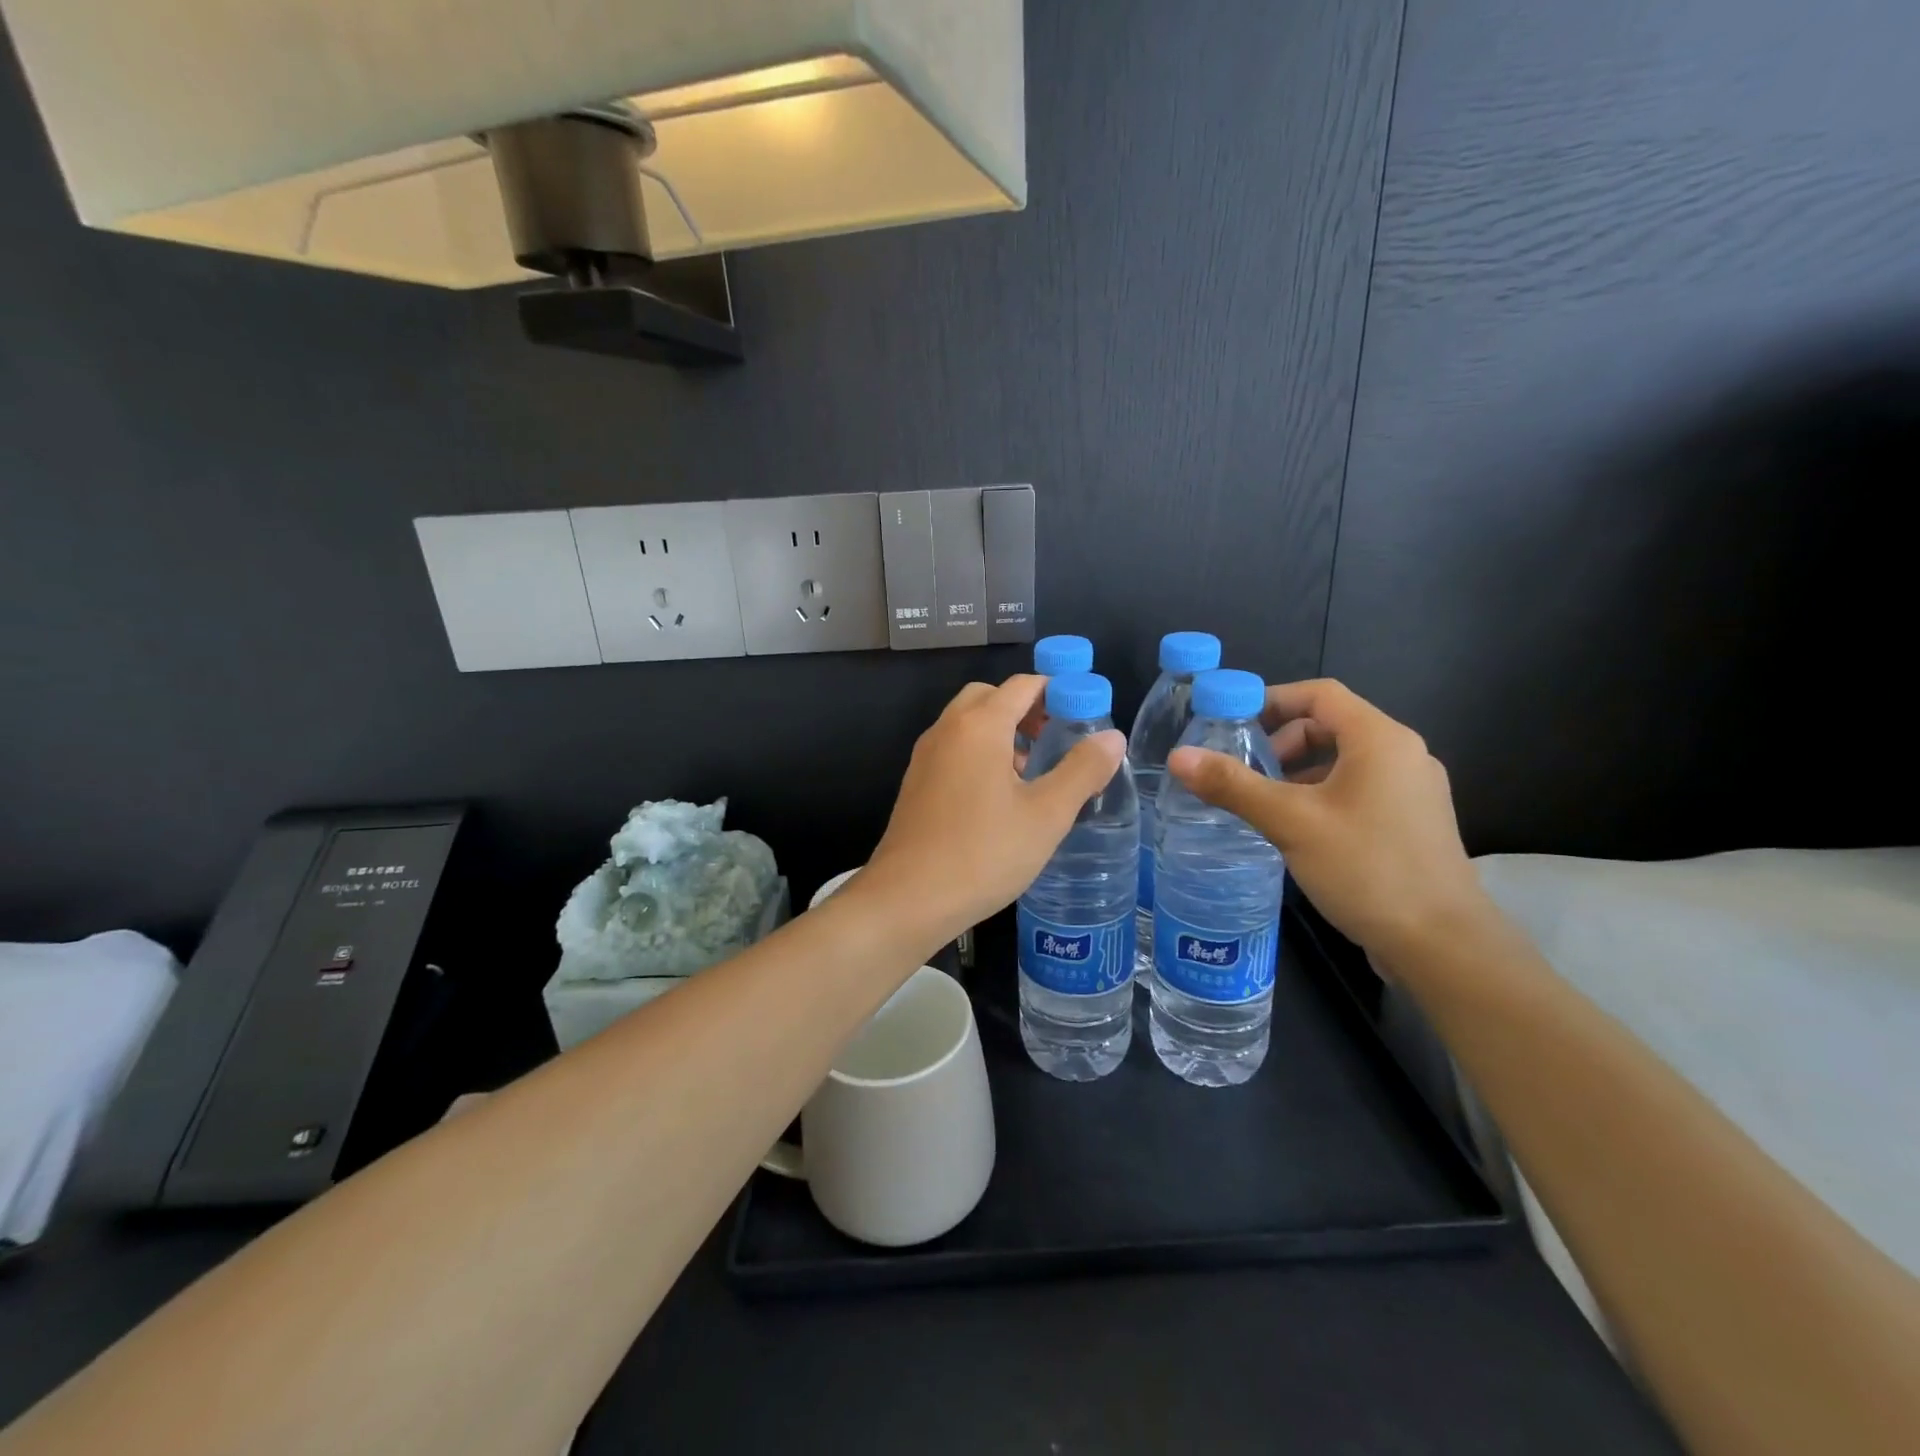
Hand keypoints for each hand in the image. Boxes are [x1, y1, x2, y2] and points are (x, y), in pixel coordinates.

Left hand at [857, 675, 1124, 946]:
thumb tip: (1112, 736)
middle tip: (1054, 741)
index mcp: (979, 726)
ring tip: (1030, 773)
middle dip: (1026, 709)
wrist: (907, 899)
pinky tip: (997, 799)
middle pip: (990, 697)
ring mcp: (925, 756)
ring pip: (968, 724)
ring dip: (1001, 732)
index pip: (1023, 685)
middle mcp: (947, 729)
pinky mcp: (916, 783)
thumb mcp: (1047, 815)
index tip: (1085, 716)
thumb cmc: (983, 853)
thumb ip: (1082, 770)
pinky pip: (953, 749)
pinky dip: (979, 754)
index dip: (1058, 692)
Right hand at [1166, 679, 1489, 966]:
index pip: (1320, 694)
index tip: (1230, 722)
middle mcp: (1403, 755)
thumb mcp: (1290, 822)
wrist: (1442, 945)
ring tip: (1263, 803)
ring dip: (1298, 772)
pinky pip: (1358, 789)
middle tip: (1244, 770)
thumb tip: (1178, 757)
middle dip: (1281, 741)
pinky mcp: (1412, 822)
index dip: (1271, 699)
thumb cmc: (1367, 868)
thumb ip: (1233, 785)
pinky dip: (1321, 795)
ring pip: (1344, 761)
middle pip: (1331, 725)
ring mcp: (1413, 791)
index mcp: (1380, 740)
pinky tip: (1298, 830)